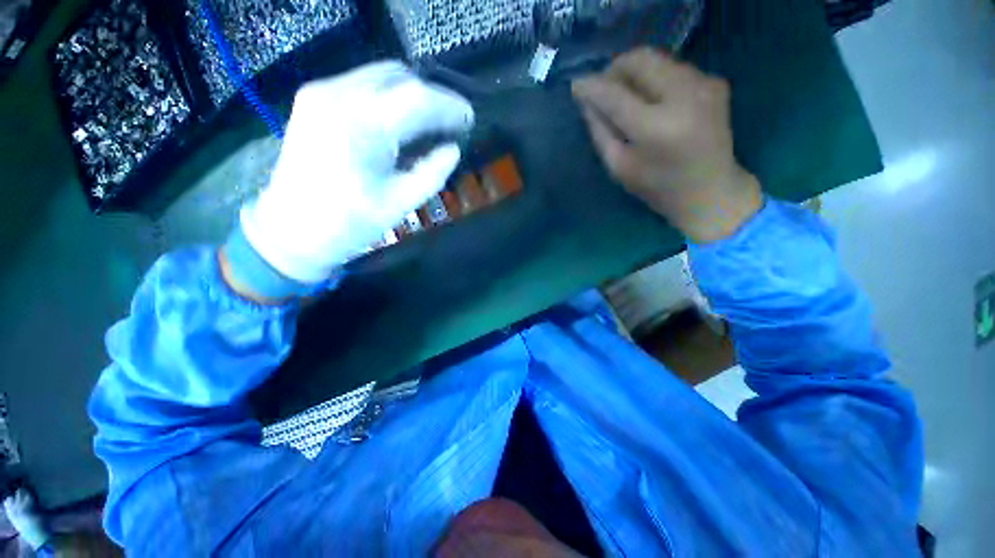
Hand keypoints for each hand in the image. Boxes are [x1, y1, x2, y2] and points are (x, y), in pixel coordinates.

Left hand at [240, 61, 473, 282]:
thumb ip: (432, 172)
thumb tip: (453, 149)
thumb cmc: (349, 223)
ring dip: (411, 95)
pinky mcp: (313, 98)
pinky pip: (363, 85)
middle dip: (432, 96)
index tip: (469, 119)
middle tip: (451, 122)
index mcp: (360, 125)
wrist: (292, 229)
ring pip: (380, 75)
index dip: (449, 105)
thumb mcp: (401, 203)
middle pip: (398, 75)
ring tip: (430, 122)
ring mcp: (320, 92)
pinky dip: (389, 98)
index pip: (417, 98)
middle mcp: (336, 95)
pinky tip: (400, 122)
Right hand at [571, 48, 761, 242]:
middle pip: (640, 60)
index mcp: (656, 128)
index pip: (615, 95)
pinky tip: (653, 103)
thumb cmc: (658, 188)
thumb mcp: (619, 167)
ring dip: (635, 74)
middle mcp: (684, 96)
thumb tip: (586, 101)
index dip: (592, 86)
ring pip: (657, 59)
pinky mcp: (715, 81)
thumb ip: (600, 131)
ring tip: (626, 98)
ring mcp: (705, 84)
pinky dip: (655, 79)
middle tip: (603, 90)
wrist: (711, 191)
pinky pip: (673, 68)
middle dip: (615, 70)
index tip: (576, 85)